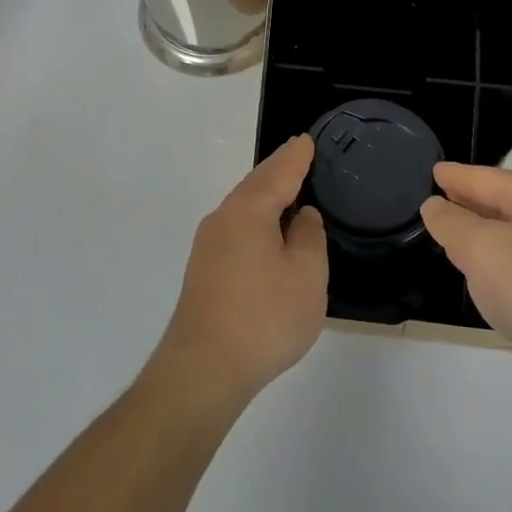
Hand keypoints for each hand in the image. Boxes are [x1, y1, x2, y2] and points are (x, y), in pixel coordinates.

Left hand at [151, 135, 327, 407]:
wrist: (202, 370)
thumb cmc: (263, 317)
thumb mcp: (306, 275)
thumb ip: (309, 237)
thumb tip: (302, 217)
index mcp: (248, 210)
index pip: (278, 172)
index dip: (296, 157)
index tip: (307, 140)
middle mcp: (223, 219)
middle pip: (256, 185)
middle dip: (279, 170)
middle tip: (300, 156)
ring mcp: (208, 246)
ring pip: (244, 207)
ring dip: (266, 195)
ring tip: (289, 190)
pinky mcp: (204, 272)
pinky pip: (237, 229)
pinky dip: (257, 220)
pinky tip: (267, 233)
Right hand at [422, 163, 511, 411]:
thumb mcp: (481, 250)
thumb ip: (451, 223)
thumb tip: (435, 206)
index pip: (483, 177)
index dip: (454, 176)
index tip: (433, 171)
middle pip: (501, 201)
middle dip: (470, 203)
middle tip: (439, 204)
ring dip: (486, 235)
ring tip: (458, 241)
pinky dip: (504, 263)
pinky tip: (494, 280)